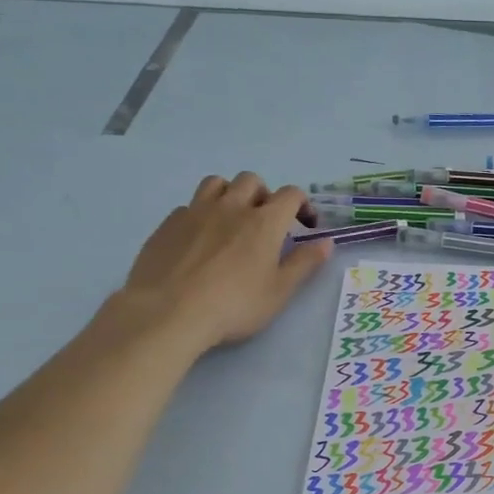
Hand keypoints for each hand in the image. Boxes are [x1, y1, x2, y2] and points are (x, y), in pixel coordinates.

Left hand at [120, 173, 330, 351]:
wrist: (168, 313)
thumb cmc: (234, 305)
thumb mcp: (280, 291)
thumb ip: (304, 263)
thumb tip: (326, 242)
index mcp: (264, 222)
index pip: (291, 194)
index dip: (303, 205)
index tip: (306, 226)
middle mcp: (232, 207)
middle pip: (251, 180)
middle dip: (265, 195)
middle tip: (267, 221)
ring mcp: (196, 212)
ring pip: (217, 183)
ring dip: (230, 194)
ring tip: (232, 219)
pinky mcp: (168, 224)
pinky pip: (189, 206)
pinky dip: (201, 214)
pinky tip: (200, 238)